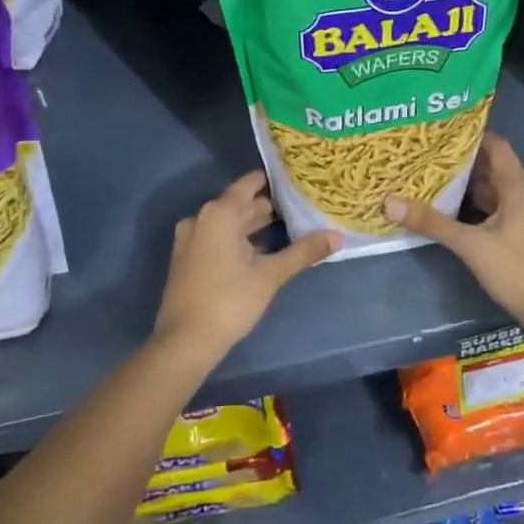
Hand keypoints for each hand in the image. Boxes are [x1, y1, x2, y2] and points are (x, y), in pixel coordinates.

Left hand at [153, 171, 340, 366]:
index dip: (275, 182)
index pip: (250, 183)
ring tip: (288, 227)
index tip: (298, 182)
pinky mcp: (188, 258)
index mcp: (220, 213)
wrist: (185, 342)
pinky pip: (218, 237)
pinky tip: (261, 250)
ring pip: (229, 222)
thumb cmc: (230, 300)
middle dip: (269, 206)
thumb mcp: (271, 275)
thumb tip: (338, 236)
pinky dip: (238, 239)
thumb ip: (304, 252)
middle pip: (240, 203)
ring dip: (255, 224)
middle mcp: (202, 218)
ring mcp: (191, 238)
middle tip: (301, 207)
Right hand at [384, 134, 523, 348]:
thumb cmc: (517, 270)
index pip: (498, 147)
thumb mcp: (471, 245)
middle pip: (494, 169)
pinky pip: (498, 211)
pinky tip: (454, 212)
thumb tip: (390, 202)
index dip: (473, 136)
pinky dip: (477, 207)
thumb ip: (433, 223)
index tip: (443, 132)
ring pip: (496, 192)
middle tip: (429, 156)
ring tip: (435, 179)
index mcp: (519, 189)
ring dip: (469, 186)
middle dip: (464, 162)